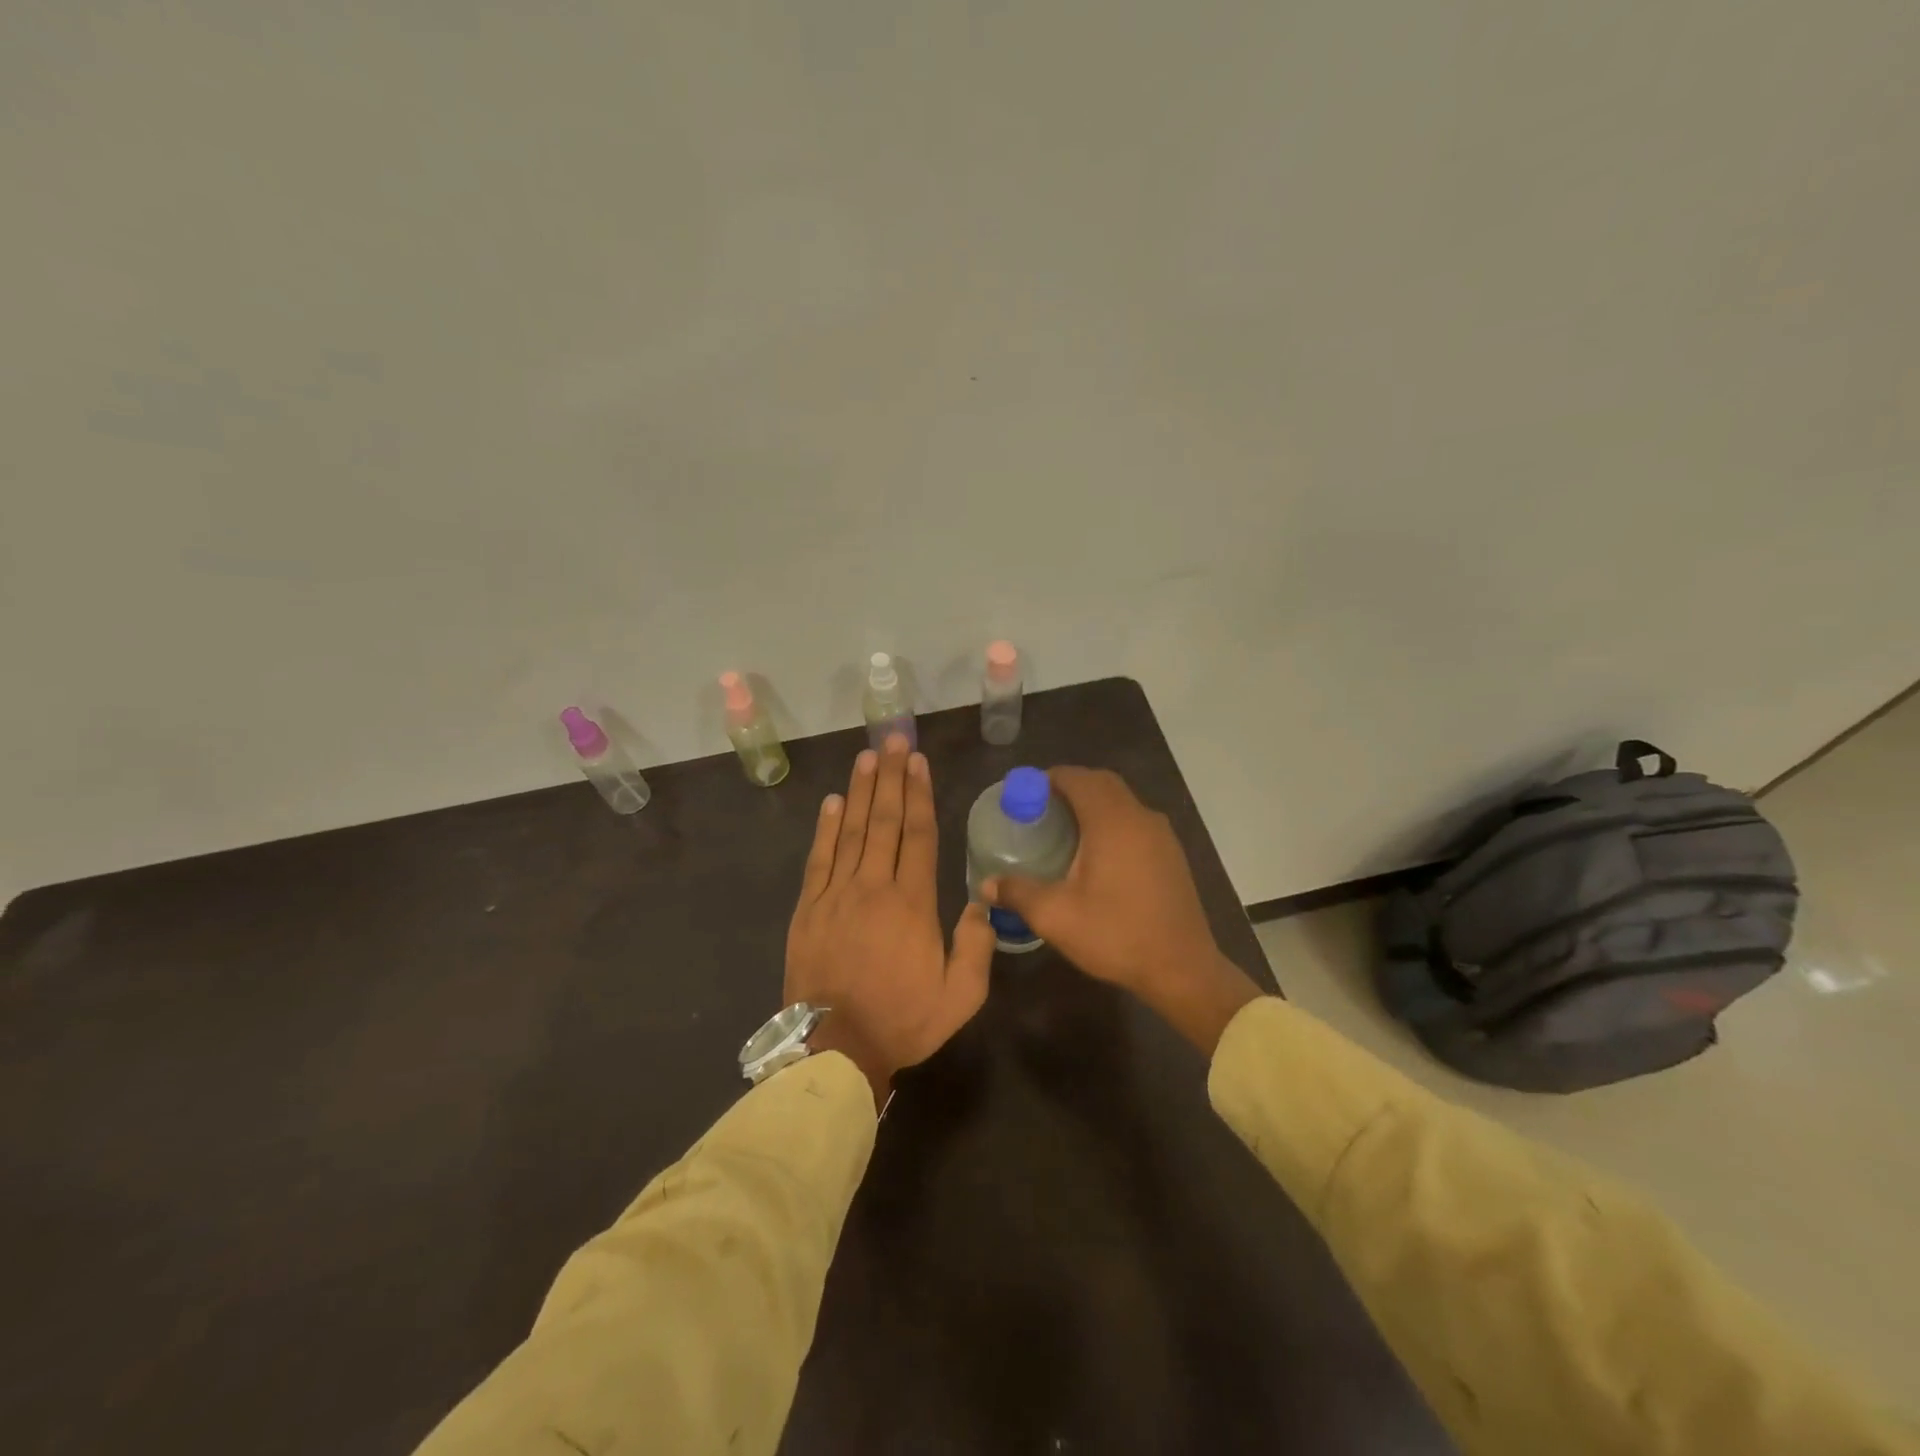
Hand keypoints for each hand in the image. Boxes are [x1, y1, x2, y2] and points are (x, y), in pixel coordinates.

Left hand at [784, 735, 995, 1108]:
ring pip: (850, 832)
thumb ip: (976, 947)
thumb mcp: (960, 997)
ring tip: (866, 758)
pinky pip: (818, 859)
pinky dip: (825, 828)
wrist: (834, 1049)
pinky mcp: (808, 908)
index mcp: (912, 903)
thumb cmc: (902, 1021)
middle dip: (890, 777)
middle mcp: (873, 887)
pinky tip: (832, 802)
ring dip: (859, 792)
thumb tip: (980, 903)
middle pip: (883, 821)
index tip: (918, 762)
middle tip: (892, 740)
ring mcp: (836, 895)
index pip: (917, 835)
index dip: (918, 795)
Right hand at [981, 767, 1260, 1054]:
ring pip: (1122, 801)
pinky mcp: (1171, 854)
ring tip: (1064, 828)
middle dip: (1070, 786)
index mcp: (1112, 822)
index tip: (1024, 793)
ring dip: (1093, 803)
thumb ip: (1018, 893)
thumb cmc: (1116, 935)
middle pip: (1102, 783)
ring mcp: (1161, 835)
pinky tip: (1096, 853)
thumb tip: (987, 885)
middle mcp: (1140, 817)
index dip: (1048, 778)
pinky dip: (1111, 821)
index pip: (1078, 778)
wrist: (1182, 969)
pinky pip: (1135, 821)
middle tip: (1040, 807)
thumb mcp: (1056, 917)